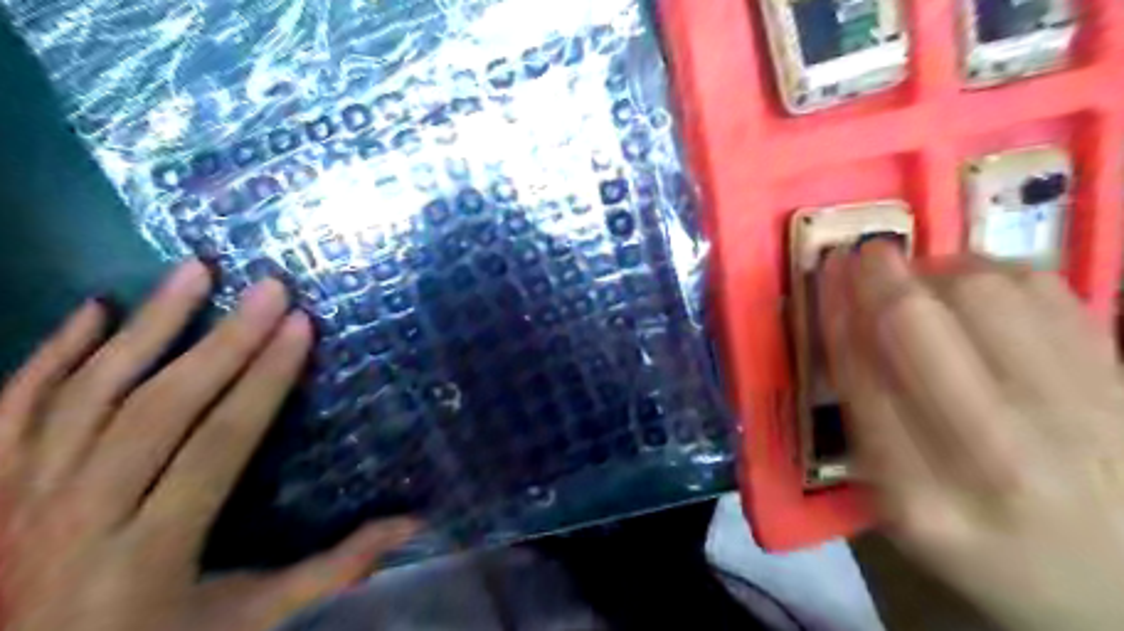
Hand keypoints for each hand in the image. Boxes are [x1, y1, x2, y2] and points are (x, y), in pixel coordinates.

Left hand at [0, 258, 415, 628]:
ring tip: (195, 270)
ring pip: (88, 393)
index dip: (265, 381)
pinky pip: (13, 407)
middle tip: (270, 288)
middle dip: (224, 340)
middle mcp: (76, 518)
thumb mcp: (252, 619)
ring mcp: (18, 500)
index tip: (301, 327)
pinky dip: (50, 353)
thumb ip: (334, 568)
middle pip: (160, 408)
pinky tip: (95, 310)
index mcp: (150, 554)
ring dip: (148, 324)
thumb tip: (414, 524)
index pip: (219, 443)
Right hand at [823, 243, 1123, 629]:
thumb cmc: (986, 546)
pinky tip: (979, 287)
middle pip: (916, 325)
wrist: (1122, 585)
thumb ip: (864, 427)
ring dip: (936, 270)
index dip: (836, 314)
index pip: (859, 376)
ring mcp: (1076, 417)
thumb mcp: (901, 511)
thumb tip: (845, 326)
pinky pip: (1049, 292)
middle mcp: (997, 456)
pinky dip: (998, 272)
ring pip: (984, 294)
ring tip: (921, 278)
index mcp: (921, 498)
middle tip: (864, 255)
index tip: (826, 277)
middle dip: (877, 276)